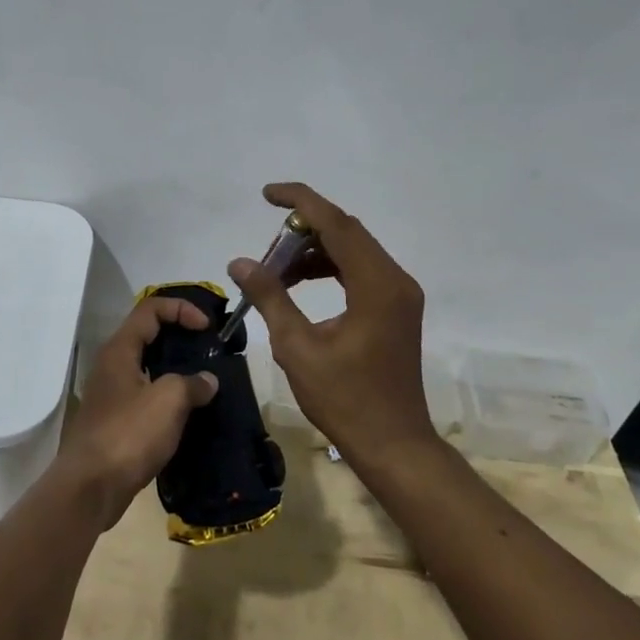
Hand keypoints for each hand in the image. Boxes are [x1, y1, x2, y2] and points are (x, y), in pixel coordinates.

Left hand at [59, 297, 218, 527]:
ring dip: (175, 368)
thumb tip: (207, 381)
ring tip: (205, 380)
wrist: (90, 488)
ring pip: (147, 366)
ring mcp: (112, 393)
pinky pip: (146, 394)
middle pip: (148, 334)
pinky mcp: (115, 420)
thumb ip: (191, 383)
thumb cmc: (128, 435)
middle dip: (180, 336)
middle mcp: (112, 365)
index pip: (151, 309)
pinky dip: (168, 395)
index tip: (207, 328)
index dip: (181, 309)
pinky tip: (188, 411)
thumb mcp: (168, 401)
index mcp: (120, 350)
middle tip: (208, 349)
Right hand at [229, 182, 433, 468]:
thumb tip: (240, 263)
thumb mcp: (298, 348)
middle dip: (302, 229)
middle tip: (266, 245)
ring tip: (276, 270)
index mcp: (377, 285)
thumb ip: (270, 297)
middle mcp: (395, 280)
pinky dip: (329, 267)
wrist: (394, 445)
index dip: (300, 201)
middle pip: (346, 232)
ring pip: (352, 250)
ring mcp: (400, 294)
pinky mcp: (396, 308)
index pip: (336, 224)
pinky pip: (360, 270)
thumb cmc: (345, 400)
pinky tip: (299, 283)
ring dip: (314, 251)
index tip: (267, 193)